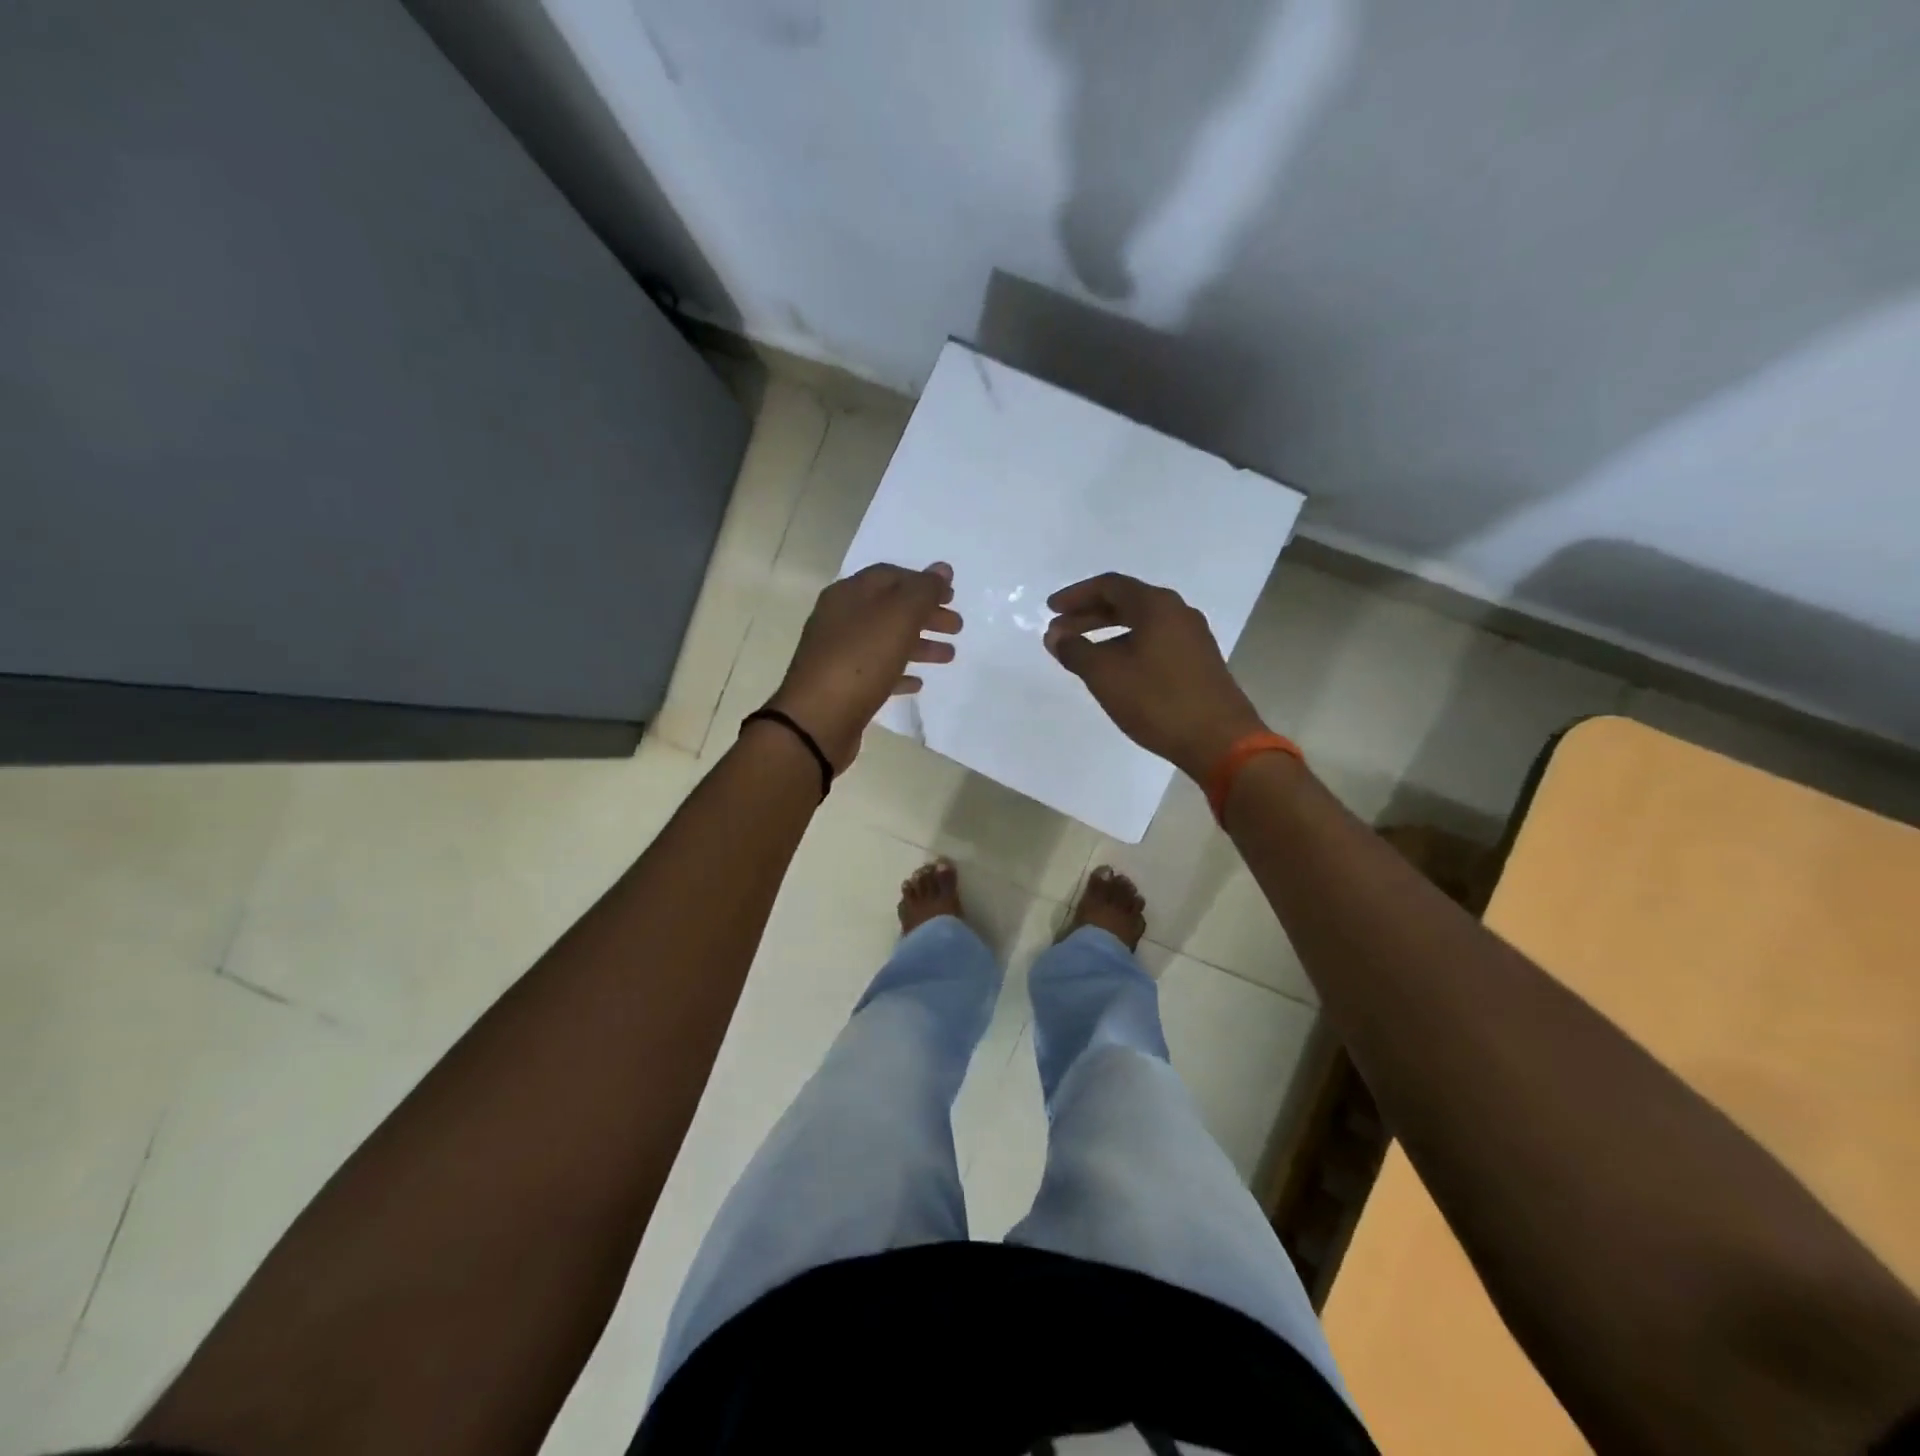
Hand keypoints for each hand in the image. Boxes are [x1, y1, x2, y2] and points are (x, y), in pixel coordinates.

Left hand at [765, 562, 961, 770]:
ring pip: (886, 640)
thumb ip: (923, 591)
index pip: (890, 575)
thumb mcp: (898, 617)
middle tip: (957, 627)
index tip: (952, 596)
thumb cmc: (860, 661)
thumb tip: (942, 569)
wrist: (817, 720)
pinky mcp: (842, 685)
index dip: (923, 582)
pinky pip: (876, 672)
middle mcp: (840, 619)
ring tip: (948, 656)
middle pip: (890, 608)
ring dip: (919, 644)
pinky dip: (899, 672)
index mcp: (849, 594)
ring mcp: (839, 653)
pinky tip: (918, 683)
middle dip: (925, 614)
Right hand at [1044, 572, 1265, 780]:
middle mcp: (1178, 613)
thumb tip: (1056, 636)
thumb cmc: (1157, 701)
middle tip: (1059, 632)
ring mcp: (1193, 637)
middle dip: (1088, 615)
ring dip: (1107, 633)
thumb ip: (1075, 650)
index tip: (1050, 610)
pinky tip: (1115, 670)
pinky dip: (1128, 647)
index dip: (1076, 595)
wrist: (1220, 741)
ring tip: (1082, 654)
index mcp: (1157, 606)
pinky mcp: (1199, 661)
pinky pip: (1155, 641)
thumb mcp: (1105, 675)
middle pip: (1126, 602)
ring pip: (1141, 624)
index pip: (1109, 585)